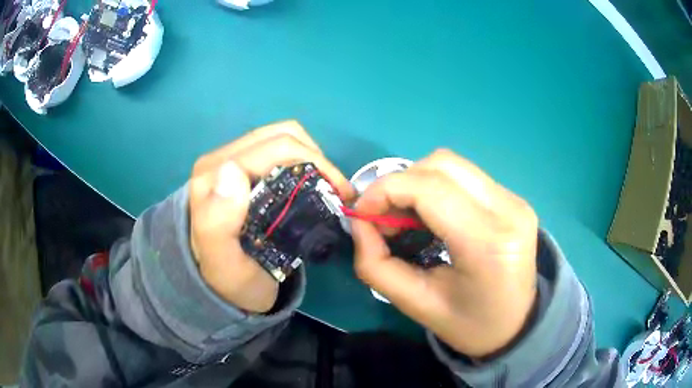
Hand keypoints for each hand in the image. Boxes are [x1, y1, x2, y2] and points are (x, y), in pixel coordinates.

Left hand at [189, 121, 354, 312]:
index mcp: (213, 175)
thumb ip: (216, 221)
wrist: (224, 286)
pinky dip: (304, 160)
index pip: (274, 148)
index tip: (339, 194)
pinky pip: (279, 149)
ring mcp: (233, 161)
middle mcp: (221, 160)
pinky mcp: (243, 168)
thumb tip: (232, 169)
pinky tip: (313, 184)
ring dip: (312, 157)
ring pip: (282, 138)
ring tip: (329, 188)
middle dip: (318, 159)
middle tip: (340, 194)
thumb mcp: (221, 262)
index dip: (314, 162)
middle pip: (280, 137)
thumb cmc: (228, 279)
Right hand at [351, 149, 537, 356]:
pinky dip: (436, 187)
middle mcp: (508, 210)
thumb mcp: (415, 305)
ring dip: (417, 182)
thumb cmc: (468, 324)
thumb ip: (376, 264)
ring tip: (405, 216)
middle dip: (399, 183)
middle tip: (383, 216)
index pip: (429, 189)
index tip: (361, 212)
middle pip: (441, 165)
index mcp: (488, 244)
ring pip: (452, 164)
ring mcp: (515, 200)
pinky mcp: (513, 199)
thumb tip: (359, 222)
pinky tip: (431, 215)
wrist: (516, 324)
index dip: (385, 190)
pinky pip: (465, 176)